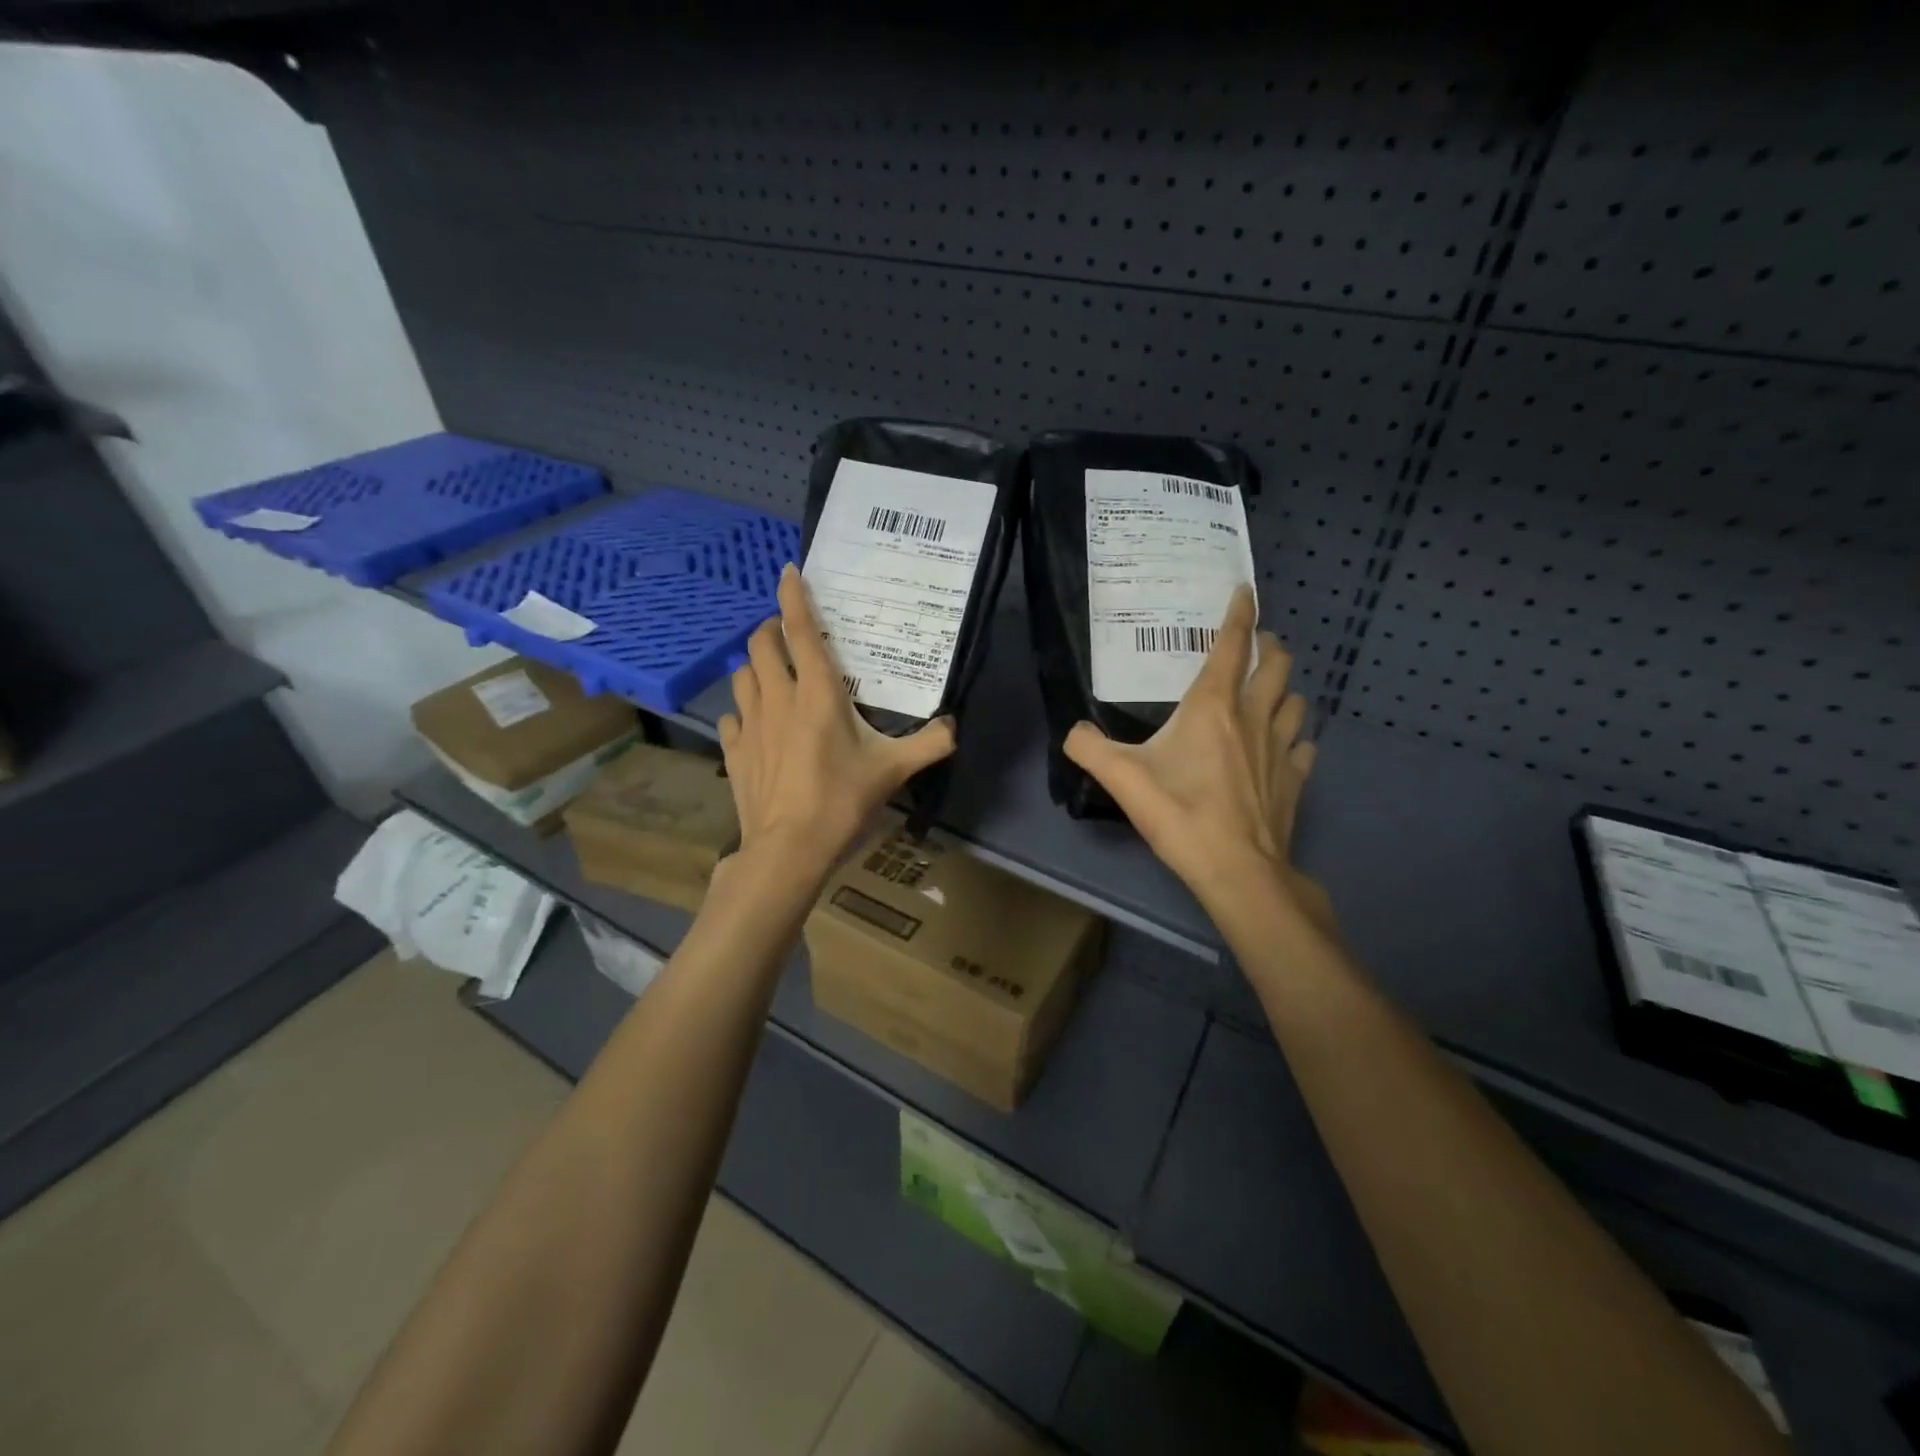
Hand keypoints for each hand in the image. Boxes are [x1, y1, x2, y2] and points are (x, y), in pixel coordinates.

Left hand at [716, 564, 956, 885]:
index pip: (800, 630)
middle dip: (771, 629)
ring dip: (755, 665)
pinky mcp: (734, 750)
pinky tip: (755, 722)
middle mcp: (778, 697)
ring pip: (741, 674)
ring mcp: (750, 723)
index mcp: (817, 693)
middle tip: (788, 634)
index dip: (794, 596)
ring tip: (771, 673)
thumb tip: (955, 726)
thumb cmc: (842, 801)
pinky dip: (742, 709)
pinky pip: (731, 715)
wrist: (788, 849)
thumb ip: (929, 743)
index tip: (788, 571)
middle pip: (761, 643)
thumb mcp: (894, 771)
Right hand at [1064, 586, 1330, 925]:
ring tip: (1267, 694)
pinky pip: (1303, 745)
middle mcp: (1255, 716)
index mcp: (1213, 706)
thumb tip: (1073, 732)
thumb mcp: (1122, 779)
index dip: (1240, 612)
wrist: (1238, 870)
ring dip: (1284, 690)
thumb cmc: (1181, 815)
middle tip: (1253, 648)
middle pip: (1278, 664)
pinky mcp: (1296, 779)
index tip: (1245, 589)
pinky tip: (1281, 748)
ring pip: (1296, 701)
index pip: (1233, 644)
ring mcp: (1282, 748)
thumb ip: (1089, 748)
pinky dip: (1294, 737)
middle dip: (1269, 647)